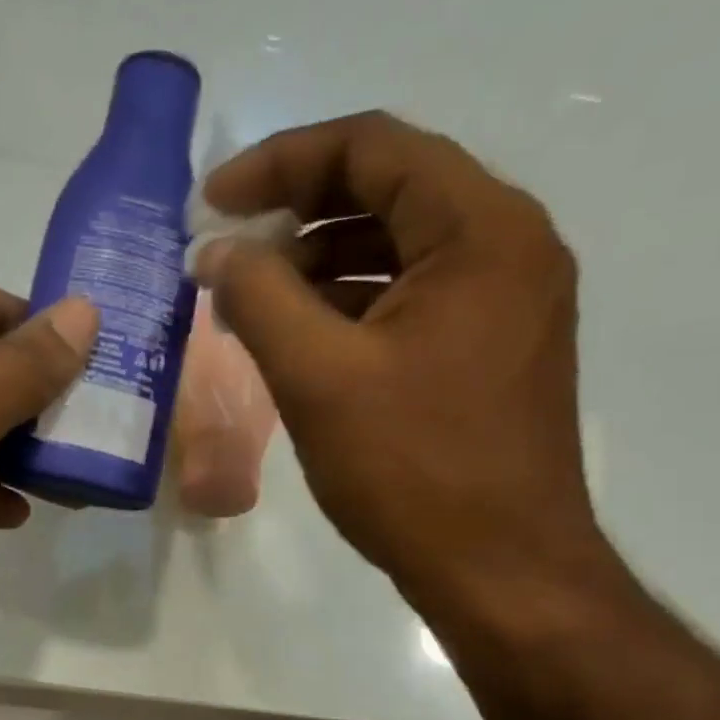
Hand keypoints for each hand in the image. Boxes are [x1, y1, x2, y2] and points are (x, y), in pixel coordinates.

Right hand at [193, 112, 601, 613]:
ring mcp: (505, 301)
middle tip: (226, 249)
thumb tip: (212, 252)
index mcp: (481, 231)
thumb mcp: (318, 377)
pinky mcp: (490, 349)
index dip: (280, 163)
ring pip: (397, 248)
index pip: (372, 148)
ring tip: (250, 298)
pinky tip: (298, 337)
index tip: (211, 203)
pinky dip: (349, 303)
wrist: (499, 571)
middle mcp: (507, 247)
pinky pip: (410, 298)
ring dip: (317, 261)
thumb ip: (257, 298)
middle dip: (295, 212)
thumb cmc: (411, 470)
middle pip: (388, 190)